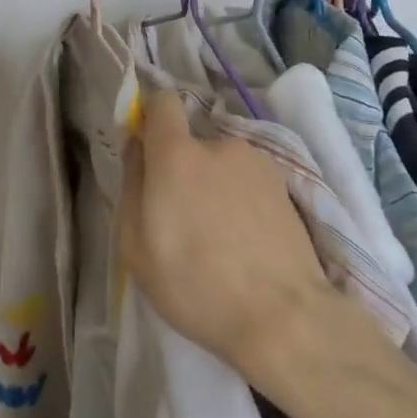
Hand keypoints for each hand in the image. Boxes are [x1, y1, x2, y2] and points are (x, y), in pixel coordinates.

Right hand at [115, 88, 333, 374]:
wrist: (283, 316)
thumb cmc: (194, 284)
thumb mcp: (135, 245)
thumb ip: (131, 184)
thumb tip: (137, 146)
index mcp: (177, 154)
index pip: (162, 102)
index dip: (152, 117)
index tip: (147, 150)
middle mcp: (219, 145)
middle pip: (192, 144)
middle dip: (183, 171)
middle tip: (184, 220)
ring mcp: (257, 163)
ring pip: (222, 166)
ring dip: (215, 188)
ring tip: (221, 239)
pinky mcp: (285, 186)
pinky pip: (248, 183)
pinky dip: (242, 202)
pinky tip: (247, 242)